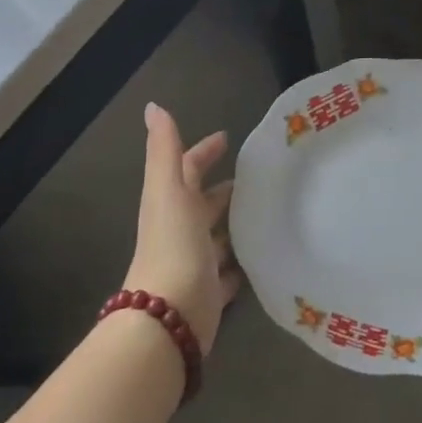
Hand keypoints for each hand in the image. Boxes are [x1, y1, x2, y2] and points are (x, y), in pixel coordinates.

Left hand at [122, 103, 241, 353]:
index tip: (227, 137)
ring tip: (268, 210)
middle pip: (203, 203)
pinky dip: (241, 262)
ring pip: (217, 236)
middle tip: (257, 175)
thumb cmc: (172, 245)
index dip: (203, 151)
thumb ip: (164, 150)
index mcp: (170, 204)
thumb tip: (153, 106)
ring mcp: (196, 262)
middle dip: (224, 188)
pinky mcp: (211, 292)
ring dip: (235, 223)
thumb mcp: (168, 189)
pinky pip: (229, 272)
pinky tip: (262, 256)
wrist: (169, 317)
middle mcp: (181, 230)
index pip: (186, 168)